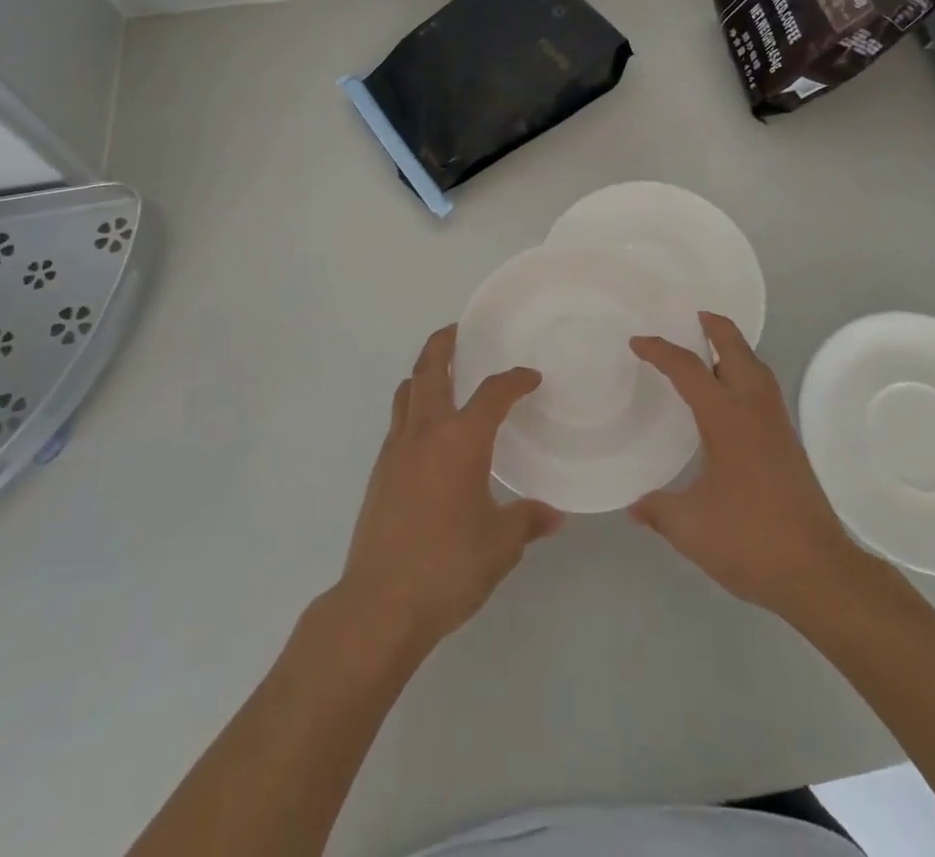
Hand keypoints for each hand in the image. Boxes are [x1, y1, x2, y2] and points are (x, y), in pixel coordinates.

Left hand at [336, 326, 563, 651]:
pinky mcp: (380, 472)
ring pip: (407, 392)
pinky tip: (428, 434)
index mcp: (461, 439)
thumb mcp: (500, 545)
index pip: (493, 393)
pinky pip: (398, 422)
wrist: (380, 603)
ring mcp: (396, 450)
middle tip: (458, 330)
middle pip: (430, 369)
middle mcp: (426, 432)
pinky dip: (413, 408)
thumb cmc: (448, 566)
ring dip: (424, 373)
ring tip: (443, 374)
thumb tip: (554, 514)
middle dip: (444, 343)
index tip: (530, 378)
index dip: (515, 380)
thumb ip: (528, 521)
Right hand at [629, 312, 871, 620]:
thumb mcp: (690, 527)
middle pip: (737, 352)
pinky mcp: (789, 444)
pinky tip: (733, 399)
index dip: (661, 352)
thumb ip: (658, 510)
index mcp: (726, 419)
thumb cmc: (749, 539)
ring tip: (713, 348)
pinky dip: (747, 374)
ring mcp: (777, 426)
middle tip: (695, 316)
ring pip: (757, 369)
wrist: (818, 570)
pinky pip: (765, 390)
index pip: (689, 370)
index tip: (638, 342)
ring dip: (736, 350)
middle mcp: (754, 411)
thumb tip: (635, 507)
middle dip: (717, 328)